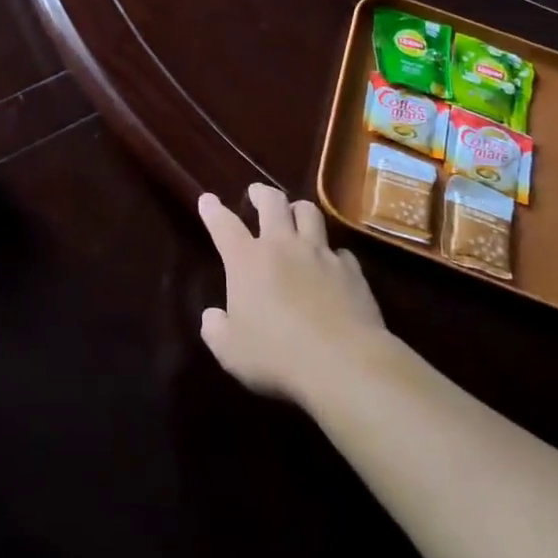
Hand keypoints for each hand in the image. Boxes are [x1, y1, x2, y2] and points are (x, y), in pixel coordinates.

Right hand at [197, 185, 384, 404]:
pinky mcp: (351, 270)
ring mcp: (320, 254)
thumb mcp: (230, 351)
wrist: (343, 363)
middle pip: (272, 203)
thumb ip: (216, 329)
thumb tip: (213, 316)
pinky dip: (332, 253)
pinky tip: (332, 263)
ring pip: (310, 214)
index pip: (224, 225)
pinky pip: (340, 251)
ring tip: (295, 213)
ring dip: (299, 210)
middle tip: (257, 193)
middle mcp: (283, 246)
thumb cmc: (276, 357)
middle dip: (262, 193)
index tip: (207, 199)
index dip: (213, 210)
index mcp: (246, 261)